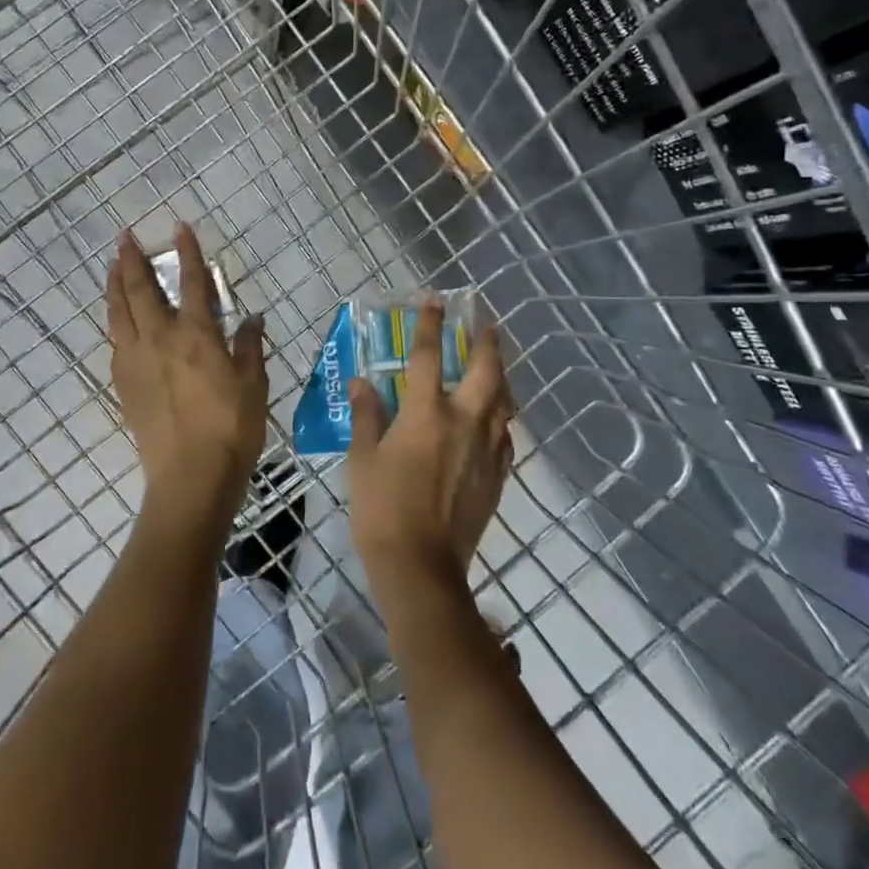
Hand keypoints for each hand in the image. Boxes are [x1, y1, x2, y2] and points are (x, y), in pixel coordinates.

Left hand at [106, 225, 267, 545]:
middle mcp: (160, 340)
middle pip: (140, 291)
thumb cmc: (231, 429)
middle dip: (132, 260)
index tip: (179, 227)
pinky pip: (115, 342)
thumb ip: (249, 347)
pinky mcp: (124, 385)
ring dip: (114, 286)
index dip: (187, 252)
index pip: (192, 282)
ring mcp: (136, 362)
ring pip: (119, 313)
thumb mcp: (254, 385)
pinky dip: (115, 322)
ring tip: (111, 268)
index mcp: (197, 335)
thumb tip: (250, 318)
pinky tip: (117, 321)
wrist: (190, 477)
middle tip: (124, 238)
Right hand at [347, 300, 514, 589]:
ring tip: (496, 365)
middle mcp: (464, 422)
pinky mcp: (497, 475)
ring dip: (501, 377)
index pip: (427, 357)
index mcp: (425, 413)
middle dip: (487, 343)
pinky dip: (502, 419)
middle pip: (485, 371)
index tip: (435, 302)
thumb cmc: (382, 508)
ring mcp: (486, 449)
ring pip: (504, 401)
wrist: (421, 565)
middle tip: (486, 326)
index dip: (430, 326)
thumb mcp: (362, 458)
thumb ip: (367, 416)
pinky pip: (505, 436)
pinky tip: (496, 420)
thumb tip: (362, 383)